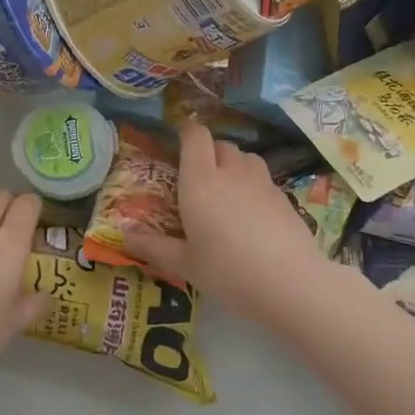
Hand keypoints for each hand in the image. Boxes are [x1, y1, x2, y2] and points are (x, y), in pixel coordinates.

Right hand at [121, 122, 333, 324]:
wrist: (291, 284)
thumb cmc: (228, 271)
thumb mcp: (185, 264)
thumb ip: (153, 246)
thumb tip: (123, 235)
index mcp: (200, 180)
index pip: (195, 136)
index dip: (186, 131)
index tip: (178, 141)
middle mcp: (230, 172)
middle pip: (221, 144)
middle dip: (209, 152)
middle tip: (199, 176)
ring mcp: (261, 182)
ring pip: (246, 157)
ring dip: (234, 164)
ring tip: (227, 190)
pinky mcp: (284, 197)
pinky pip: (263, 178)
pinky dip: (253, 185)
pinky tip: (252, 213)